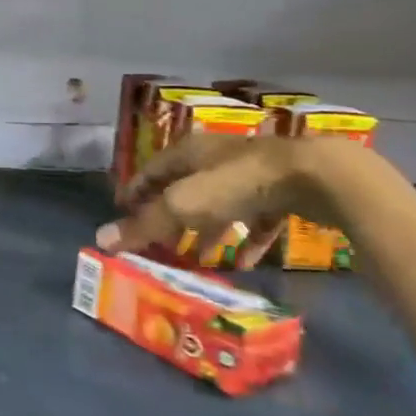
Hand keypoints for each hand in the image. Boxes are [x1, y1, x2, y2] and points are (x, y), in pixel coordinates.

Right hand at [98, 134, 345, 267]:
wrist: (314, 177)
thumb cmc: (236, 184)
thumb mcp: (182, 206)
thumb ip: (145, 224)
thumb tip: (100, 239)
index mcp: (189, 152)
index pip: (152, 169)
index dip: (135, 190)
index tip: (122, 212)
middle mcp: (217, 158)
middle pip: (185, 187)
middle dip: (171, 215)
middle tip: (158, 241)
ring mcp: (252, 174)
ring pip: (221, 204)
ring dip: (208, 230)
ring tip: (198, 258)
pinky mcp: (282, 191)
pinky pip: (257, 218)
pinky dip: (247, 239)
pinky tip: (244, 263)